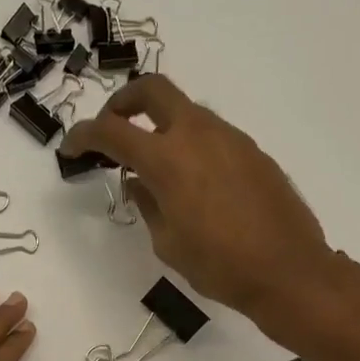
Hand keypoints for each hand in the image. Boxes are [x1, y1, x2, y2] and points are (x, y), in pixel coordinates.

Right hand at [63, 76, 336, 331]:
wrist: (287, 271)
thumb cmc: (218, 265)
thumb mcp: (168, 242)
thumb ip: (148, 205)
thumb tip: (138, 183)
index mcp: (168, 159)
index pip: (112, 131)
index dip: (84, 135)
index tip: (72, 148)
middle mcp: (198, 135)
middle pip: (153, 90)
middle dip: (124, 102)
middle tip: (112, 129)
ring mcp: (230, 138)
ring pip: (186, 111)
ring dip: (160, 125)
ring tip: (153, 164)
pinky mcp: (252, 151)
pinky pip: (211, 134)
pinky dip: (189, 143)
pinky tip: (190, 181)